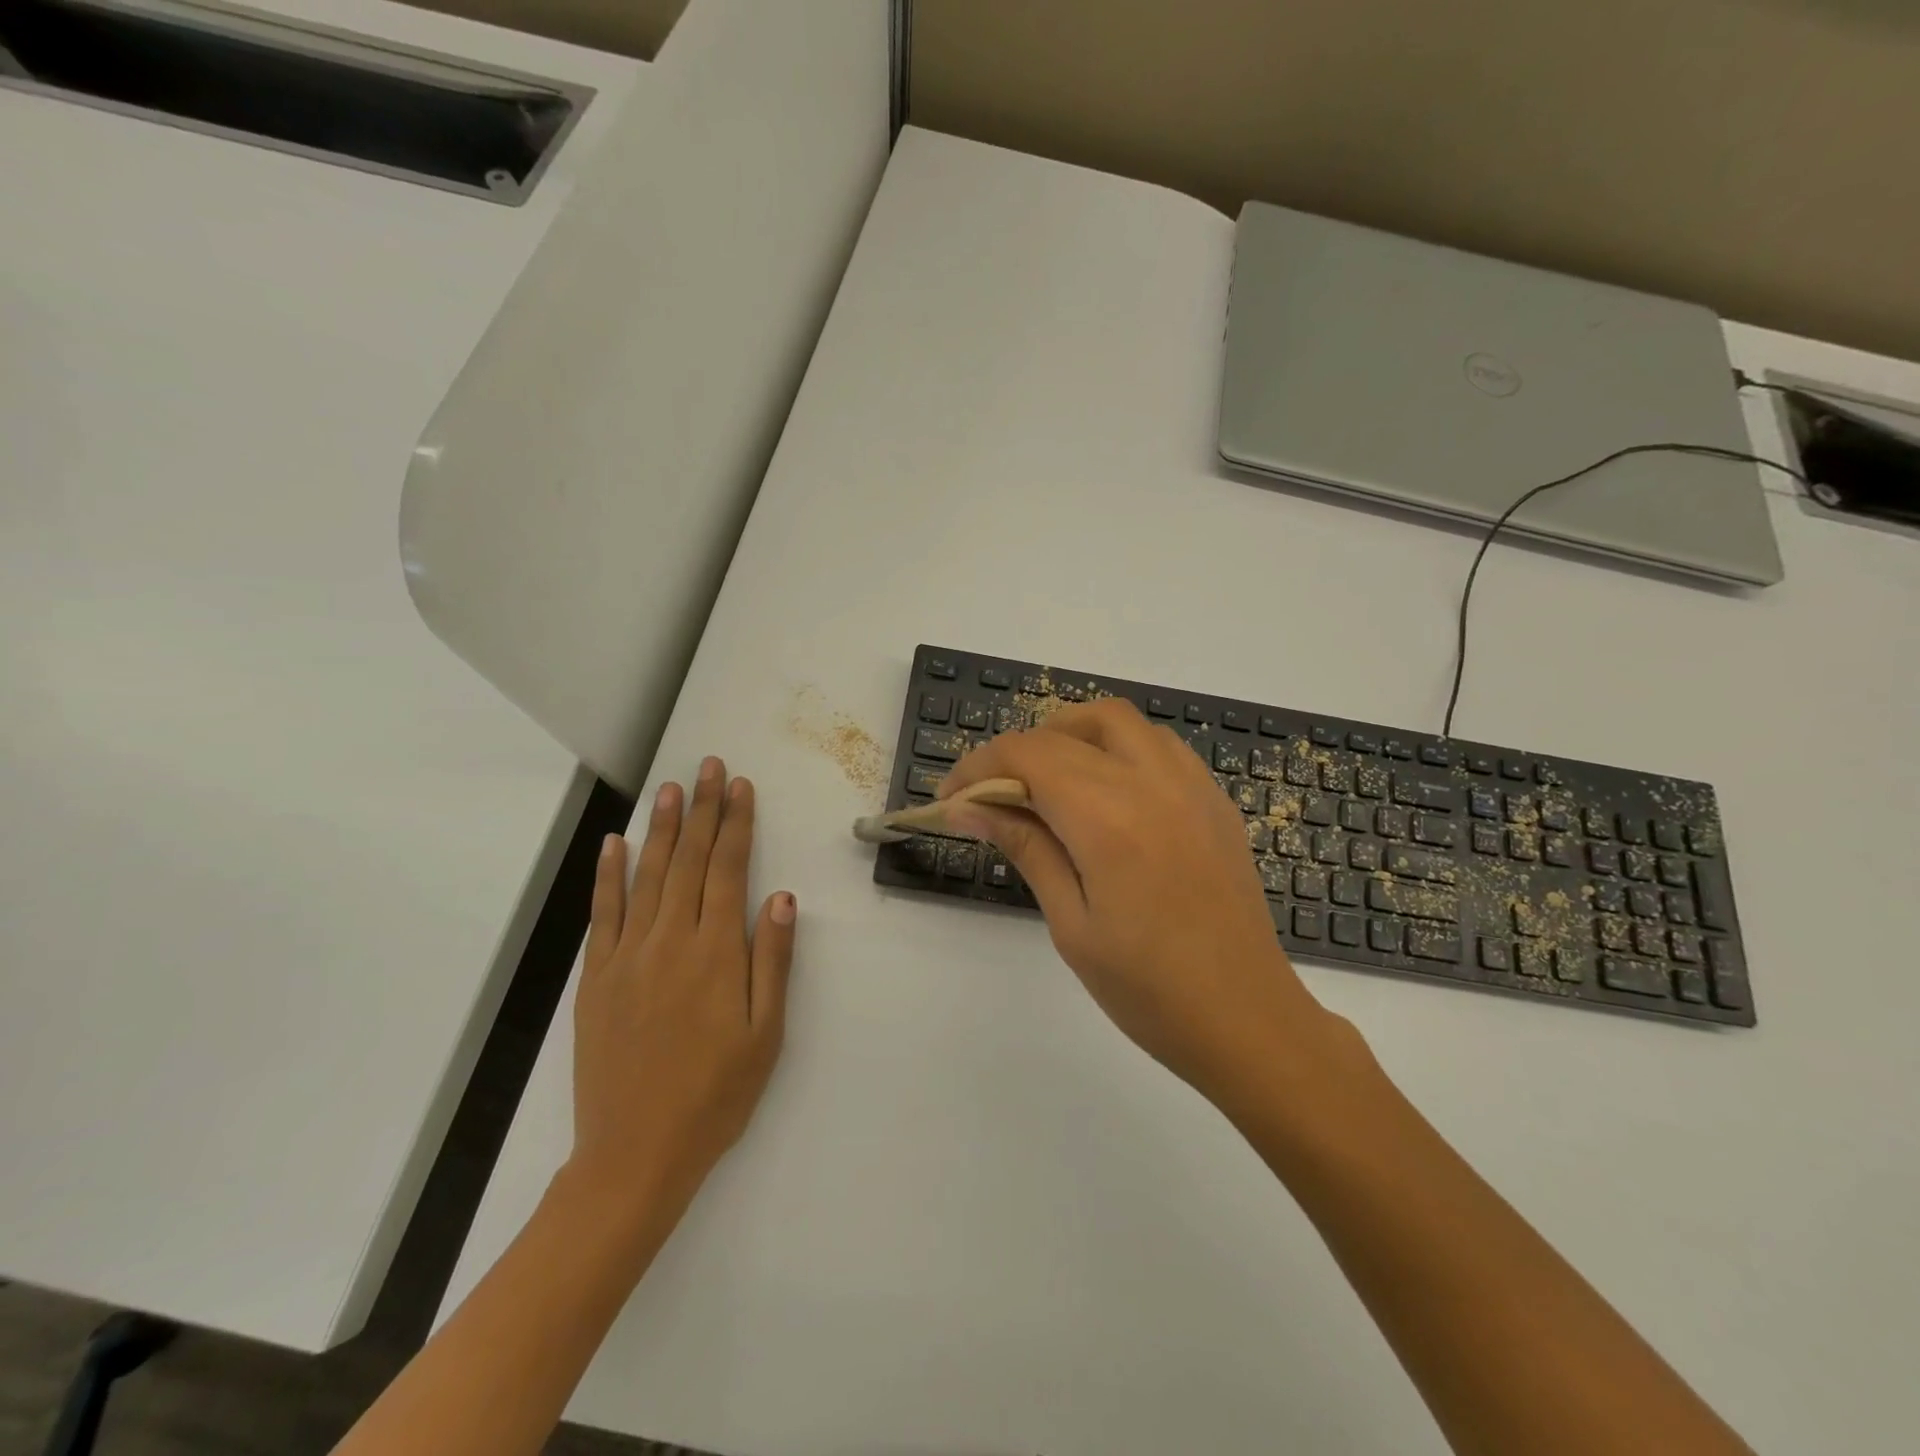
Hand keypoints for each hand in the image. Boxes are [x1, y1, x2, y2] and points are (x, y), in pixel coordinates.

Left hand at [569, 756, 795, 1210]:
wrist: (635, 1154)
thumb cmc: (716, 1095)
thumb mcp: (766, 1035)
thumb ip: (773, 961)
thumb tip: (782, 898)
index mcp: (717, 953)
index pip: (728, 870)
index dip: (736, 824)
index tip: (740, 787)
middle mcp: (671, 941)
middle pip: (690, 861)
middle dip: (703, 809)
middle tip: (708, 766)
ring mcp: (628, 956)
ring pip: (648, 876)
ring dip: (662, 828)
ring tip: (671, 788)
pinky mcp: (597, 978)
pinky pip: (604, 914)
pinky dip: (609, 875)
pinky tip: (616, 844)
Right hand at [937, 700, 1341, 1105]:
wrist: (1249, 1020)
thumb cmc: (1149, 990)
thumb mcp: (1071, 923)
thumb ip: (1025, 847)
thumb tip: (969, 807)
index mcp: (1108, 817)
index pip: (1026, 755)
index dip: (977, 768)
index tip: (950, 800)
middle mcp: (1152, 782)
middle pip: (1067, 729)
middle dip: (1016, 751)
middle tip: (993, 796)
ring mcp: (1191, 785)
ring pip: (1117, 721)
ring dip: (1069, 736)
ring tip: (1045, 784)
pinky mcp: (1214, 800)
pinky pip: (1156, 745)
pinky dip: (1115, 749)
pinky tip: (1105, 795)